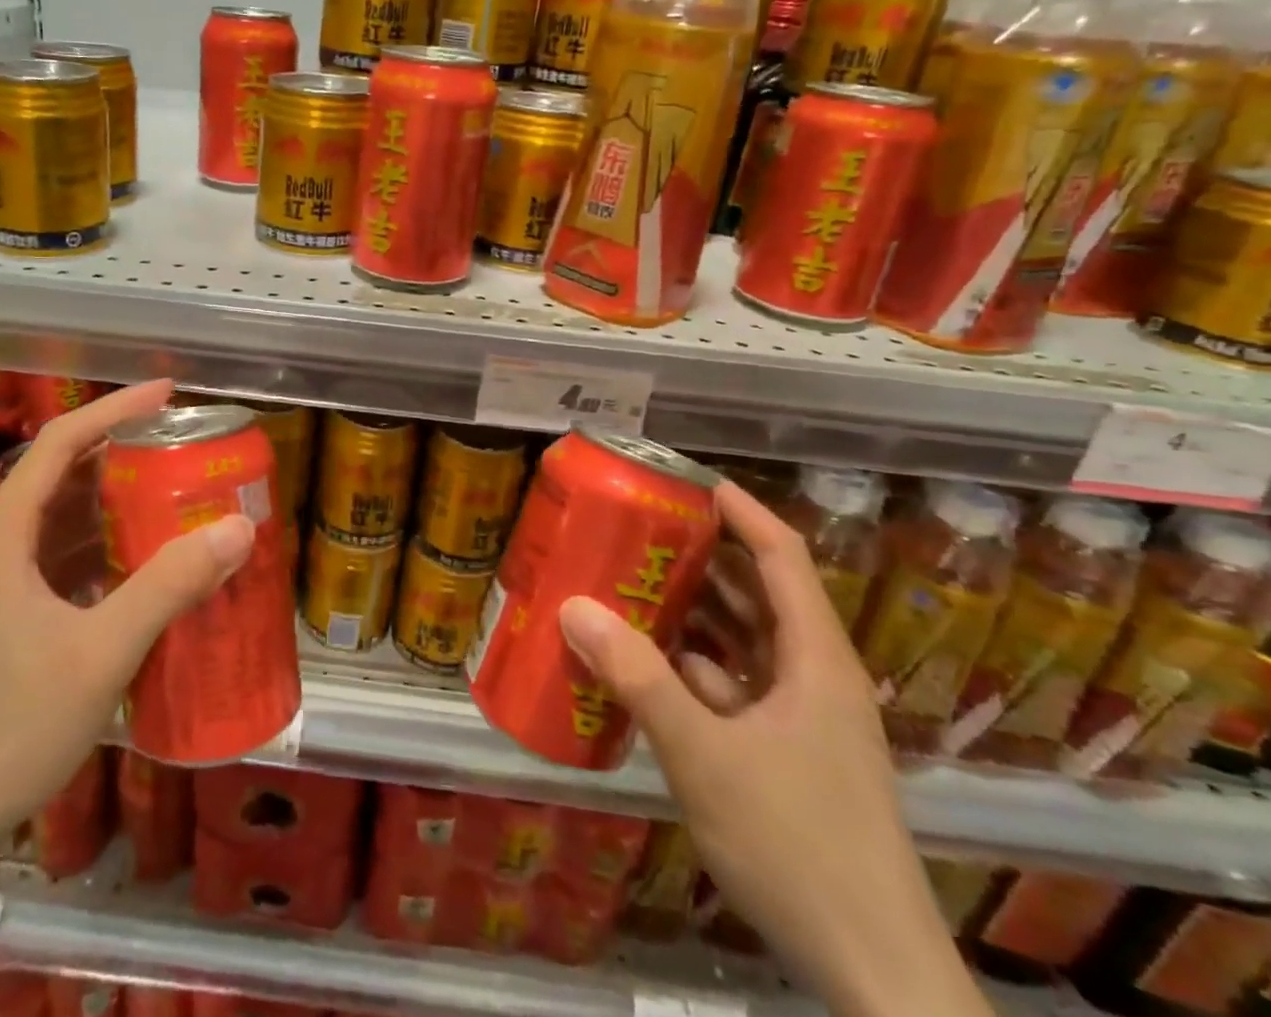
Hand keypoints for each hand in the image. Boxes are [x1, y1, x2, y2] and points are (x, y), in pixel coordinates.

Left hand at [0, 379, 255, 859]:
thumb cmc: (9, 728)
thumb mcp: (100, 653)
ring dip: (119, 500)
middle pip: (64, 473)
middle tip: (187, 445)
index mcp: (3, 534)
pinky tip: (150, 559)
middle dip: (124, 452)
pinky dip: (110, 544)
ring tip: (179, 491)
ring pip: (67, 517)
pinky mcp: (13, 614)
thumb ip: (168, 586)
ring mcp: (3, 582)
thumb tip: (237, 528)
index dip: (114, 409)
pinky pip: (68, 556)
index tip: (168, 393)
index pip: (60, 442)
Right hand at [559, 481, 987, 1016]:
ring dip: (691, 613)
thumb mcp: (706, 756)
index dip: (741, 511)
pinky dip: (690, 666)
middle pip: (758, 593)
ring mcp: (802, 720)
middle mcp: (813, 677)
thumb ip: (639, 678)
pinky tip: (642, 663)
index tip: (687, 482)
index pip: (783, 556)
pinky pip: (732, 686)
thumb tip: (572, 607)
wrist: (877, 977)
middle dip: (701, 557)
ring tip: (628, 582)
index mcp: (815, 660)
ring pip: (743, 642)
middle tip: (637, 529)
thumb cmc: (800, 845)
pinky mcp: (786, 756)